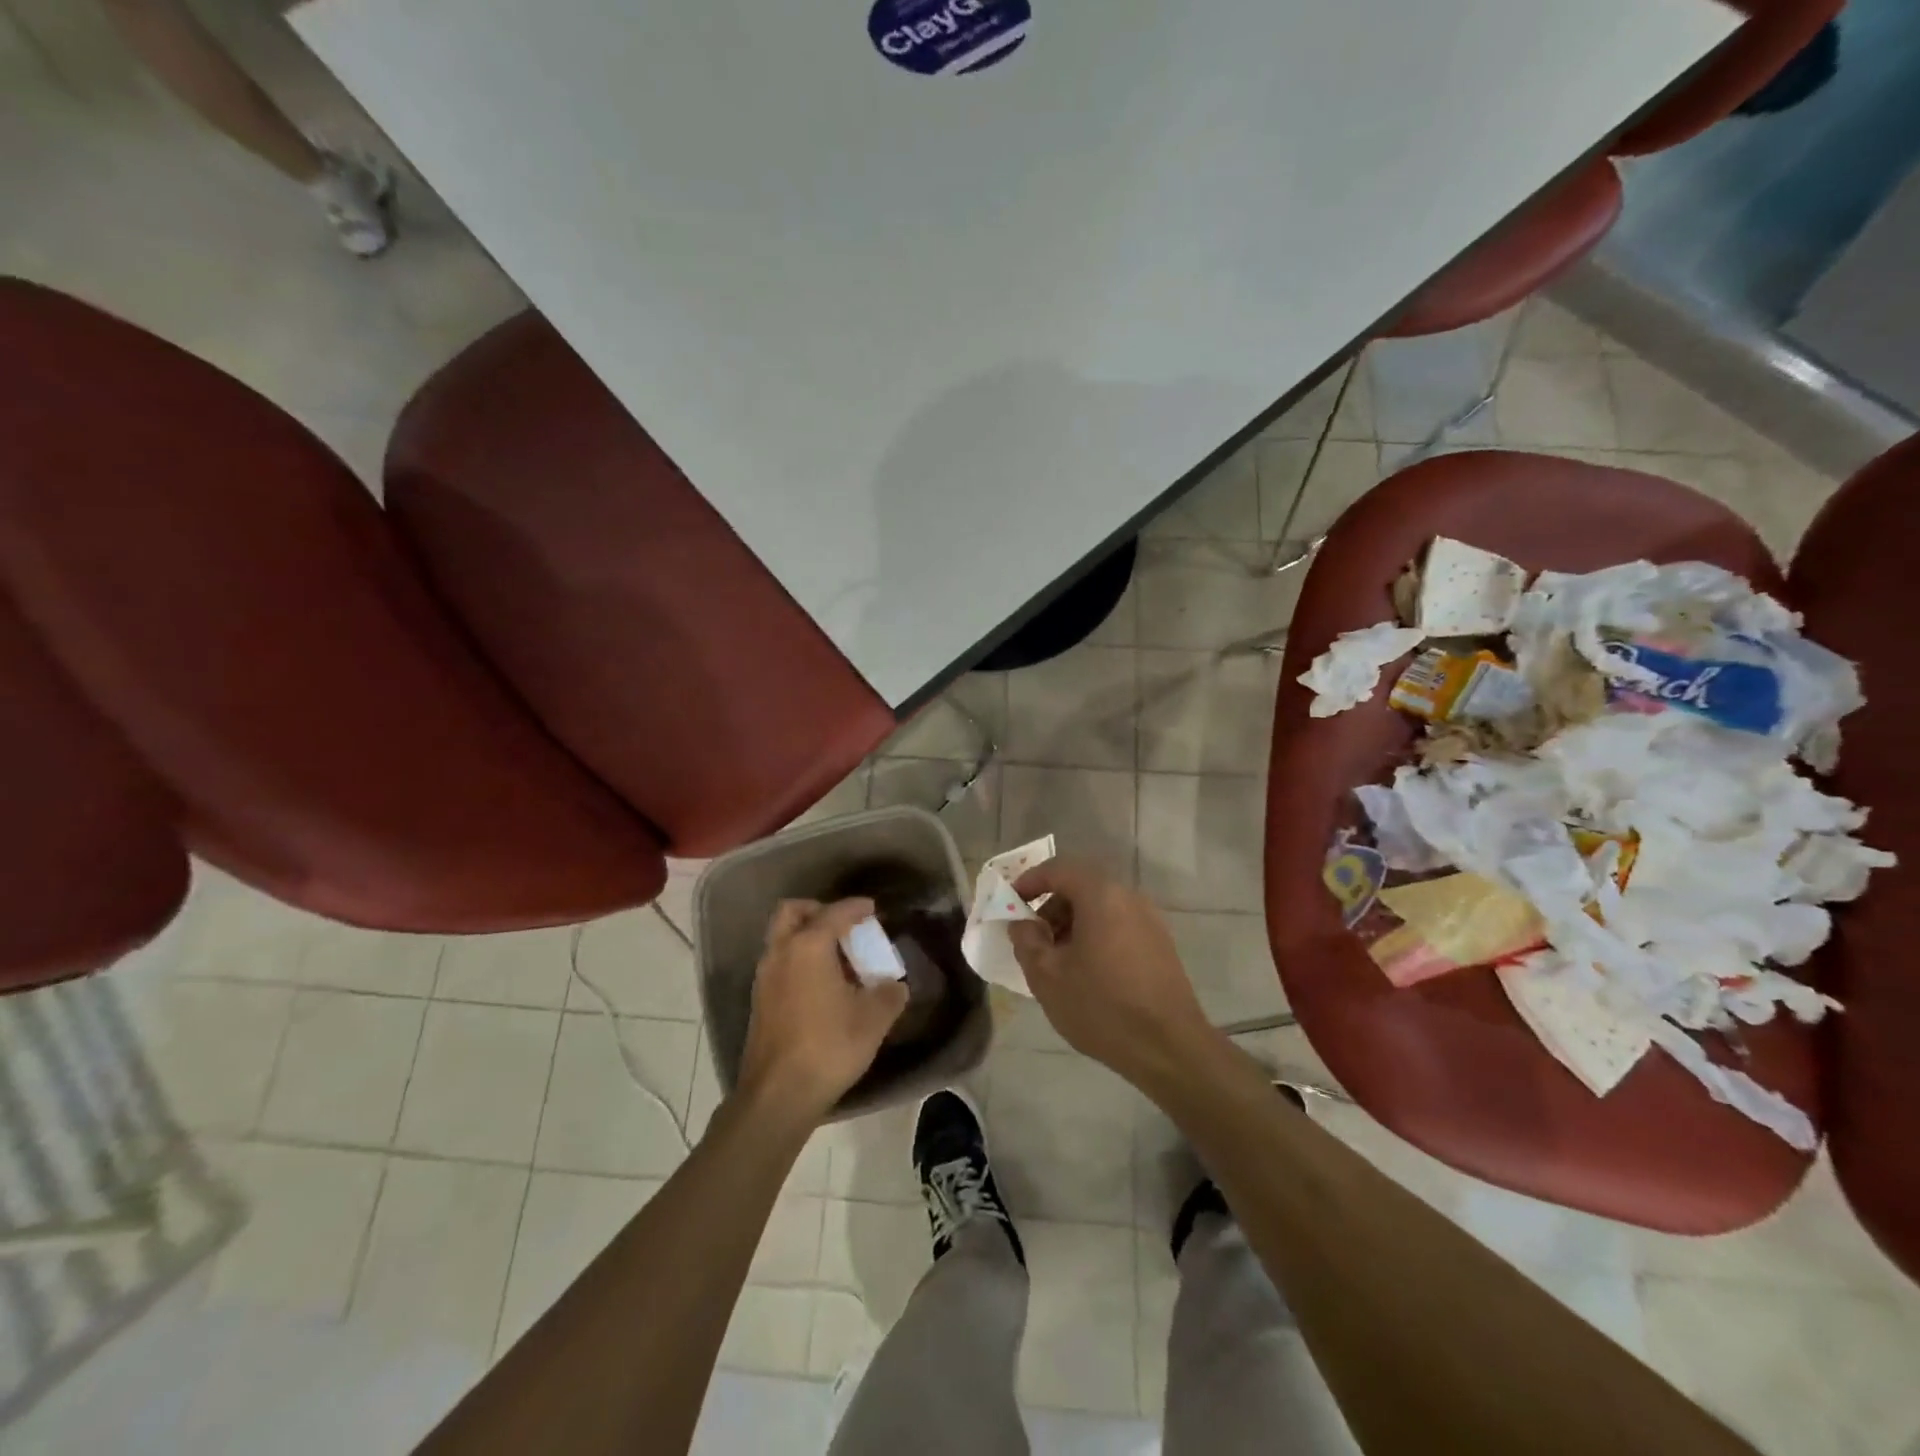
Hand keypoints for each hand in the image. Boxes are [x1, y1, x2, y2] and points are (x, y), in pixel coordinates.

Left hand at [736, 898, 908, 1125]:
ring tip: (837, 958)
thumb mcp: (873, 1020)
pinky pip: (779, 963)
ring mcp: (764, 978)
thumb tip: (895, 986)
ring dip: (806, 936)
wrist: (779, 1094)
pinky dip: (798, 960)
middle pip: (792, 912)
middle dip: (818, 910)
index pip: (834, 913)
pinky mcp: (759, 1001)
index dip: (856, 908)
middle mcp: (781, 953)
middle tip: (843, 926)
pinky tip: (821, 985)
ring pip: (782, 938)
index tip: (872, 909)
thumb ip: (889, 995)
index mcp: (808, 946)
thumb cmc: (829, 1046)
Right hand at [1008, 861, 1220, 1090]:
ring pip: (1100, 907)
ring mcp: (1149, 920)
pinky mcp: (1160, 944)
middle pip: (1081, 886)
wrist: (1169, 1048)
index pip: (1058, 869)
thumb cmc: (1102, 1006)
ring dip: (1072, 923)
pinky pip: (1118, 925)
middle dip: (1050, 906)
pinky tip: (1085, 972)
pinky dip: (1094, 935)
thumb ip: (1027, 941)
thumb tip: (1022, 924)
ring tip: (1056, 960)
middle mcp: (1129, 897)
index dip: (1029, 881)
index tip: (1010, 903)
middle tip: (1032, 938)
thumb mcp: (1048, 976)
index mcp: (1101, 895)